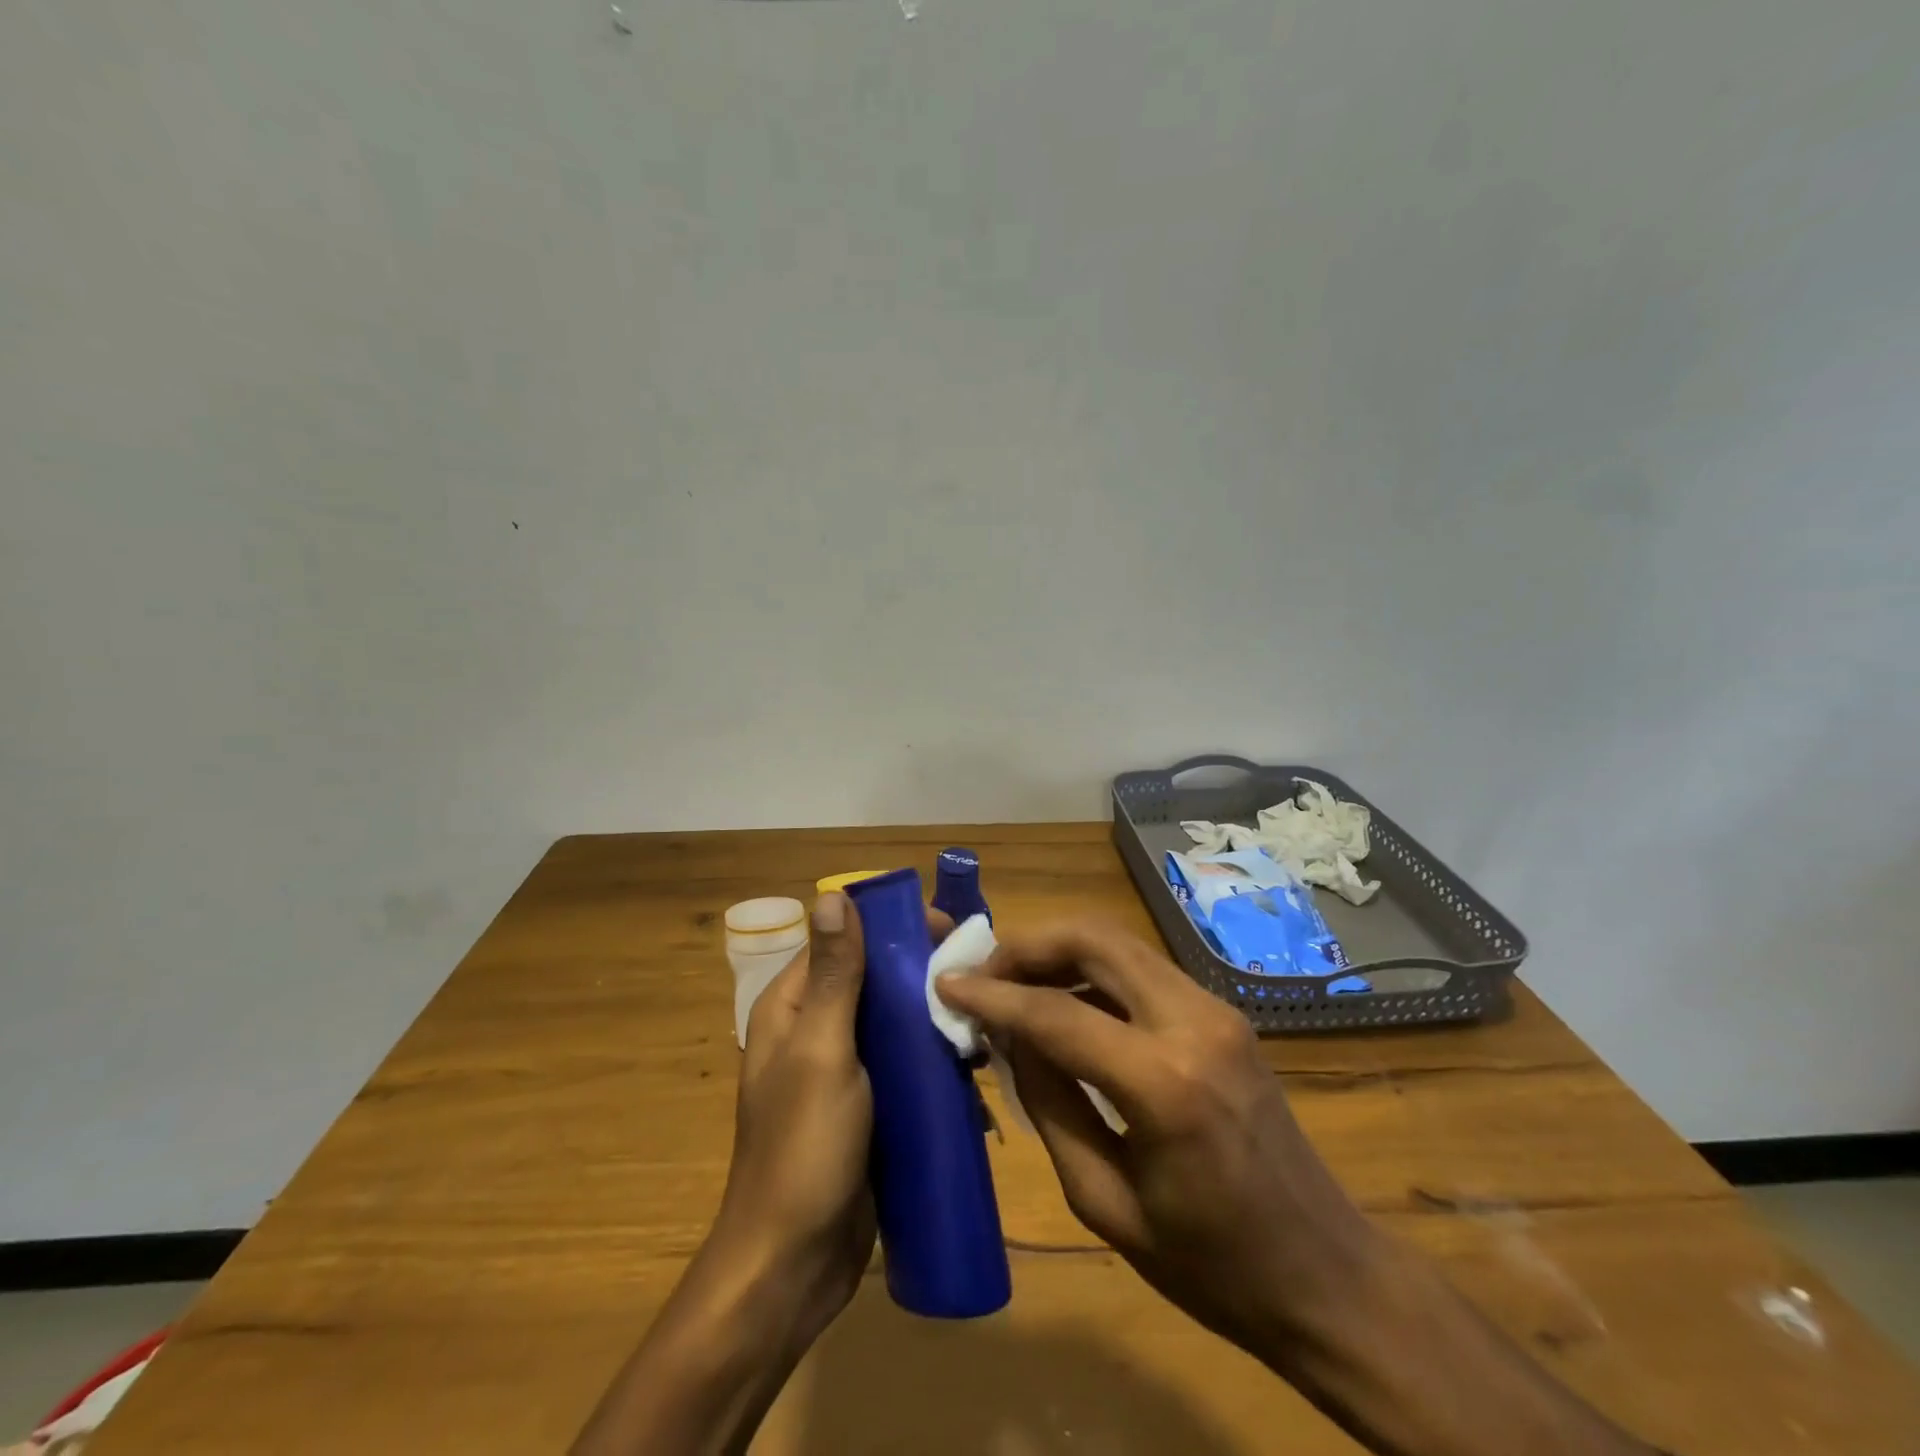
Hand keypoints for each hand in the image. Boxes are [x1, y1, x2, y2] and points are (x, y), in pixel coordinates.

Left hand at [715, 891, 955, 1343]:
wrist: (793, 1266)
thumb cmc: (803, 1149)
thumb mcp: (821, 1052)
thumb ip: (833, 975)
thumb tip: (833, 895)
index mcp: (792, 1007)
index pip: (844, 940)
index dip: (891, 926)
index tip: (947, 928)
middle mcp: (814, 1029)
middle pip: (873, 979)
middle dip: (922, 973)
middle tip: (979, 976)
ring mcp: (842, 1070)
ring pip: (893, 1022)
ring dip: (934, 1018)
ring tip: (983, 1023)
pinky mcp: (868, 1107)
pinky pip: (904, 1066)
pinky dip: (934, 1060)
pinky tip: (973, 1069)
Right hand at [937, 925, 1658, 1455]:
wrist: (1326, 1274)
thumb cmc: (1211, 1267)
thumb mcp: (1105, 1203)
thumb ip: (1050, 1104)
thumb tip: (1007, 1035)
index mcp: (1164, 1083)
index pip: (1056, 1012)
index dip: (992, 994)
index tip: (946, 983)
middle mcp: (1193, 1022)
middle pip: (1093, 939)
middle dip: (1027, 944)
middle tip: (982, 972)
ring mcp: (1215, 1009)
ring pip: (1118, 942)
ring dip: (1058, 952)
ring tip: (1012, 984)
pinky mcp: (1222, 1012)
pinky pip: (1140, 970)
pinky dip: (1092, 972)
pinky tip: (1064, 1002)